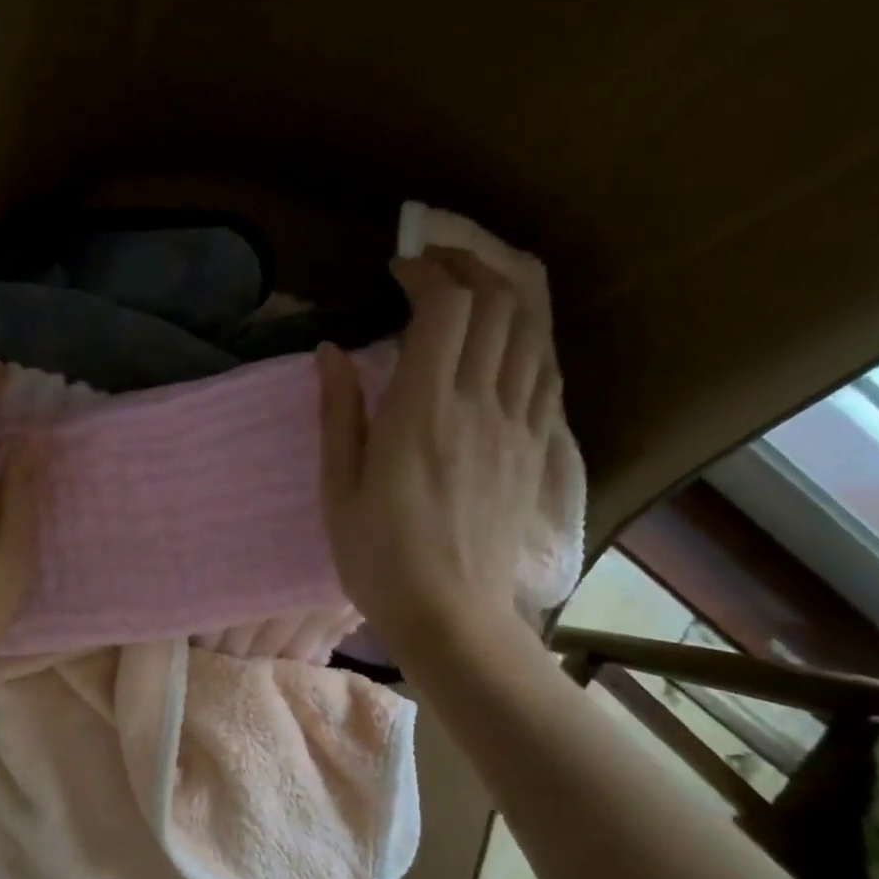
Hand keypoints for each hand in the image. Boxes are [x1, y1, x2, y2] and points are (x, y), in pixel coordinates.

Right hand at [317, 248, 560, 663]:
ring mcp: (519, 425)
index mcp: (422, 415)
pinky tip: (508, 334)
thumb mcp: (338, 490)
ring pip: (534, 328)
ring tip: (474, 280)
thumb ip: (338, 413)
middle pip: (499, 302)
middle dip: (468, 263)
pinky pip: (548, 369)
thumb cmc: (380, 558)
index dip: (425, 273)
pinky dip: (531, 333)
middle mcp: (480, 406)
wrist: (453, 617)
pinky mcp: (539, 447)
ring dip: (507, 288)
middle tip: (434, 261)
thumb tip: (330, 352)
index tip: (396, 271)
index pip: (445, 310)